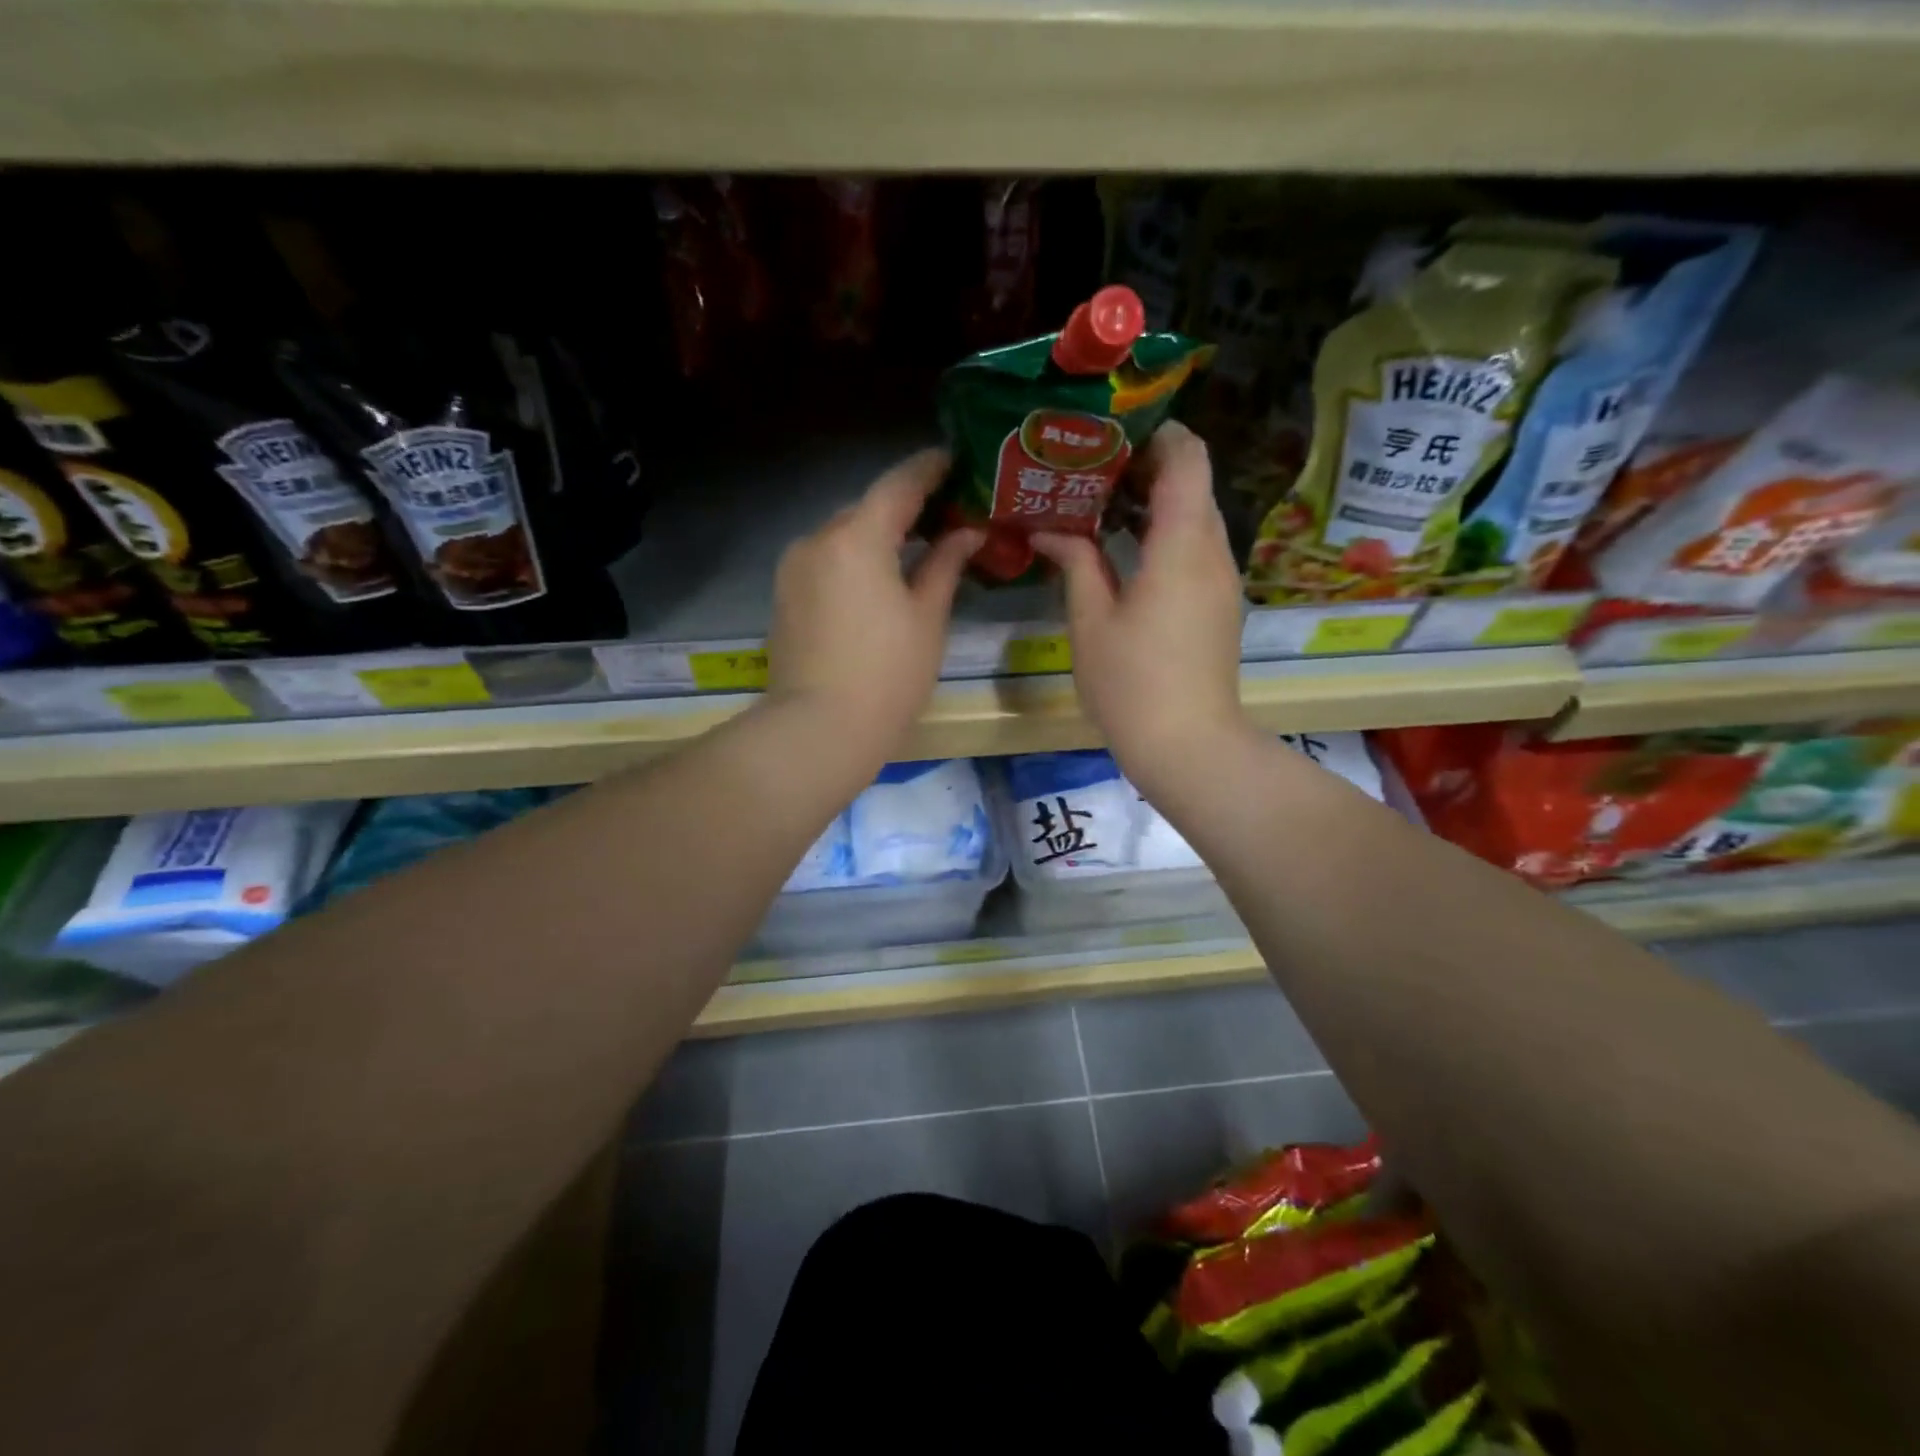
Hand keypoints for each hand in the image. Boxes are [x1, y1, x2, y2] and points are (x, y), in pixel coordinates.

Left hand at [764, 448, 982, 763]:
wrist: (819, 729)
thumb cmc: (888, 675)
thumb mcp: (927, 617)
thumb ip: (945, 564)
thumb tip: (967, 531)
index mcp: (857, 537)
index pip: (898, 484)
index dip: (930, 468)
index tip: (954, 459)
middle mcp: (817, 539)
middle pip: (867, 508)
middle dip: (905, 507)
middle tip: (945, 514)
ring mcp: (794, 568)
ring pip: (844, 536)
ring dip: (878, 535)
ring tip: (915, 549)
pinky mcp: (784, 595)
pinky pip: (826, 561)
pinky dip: (854, 560)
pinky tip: (878, 580)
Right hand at [1033, 422, 1250, 794]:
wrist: (1188, 745)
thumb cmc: (1132, 683)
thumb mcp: (1091, 621)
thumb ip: (1075, 562)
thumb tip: (1049, 530)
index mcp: (1182, 545)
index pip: (1188, 457)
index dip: (1157, 433)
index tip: (1112, 434)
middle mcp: (1213, 552)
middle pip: (1193, 483)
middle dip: (1147, 467)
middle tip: (1091, 471)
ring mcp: (1222, 580)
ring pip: (1195, 517)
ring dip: (1155, 504)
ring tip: (1100, 507)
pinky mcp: (1219, 605)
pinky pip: (1196, 549)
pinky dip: (1164, 536)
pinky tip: (1124, 551)